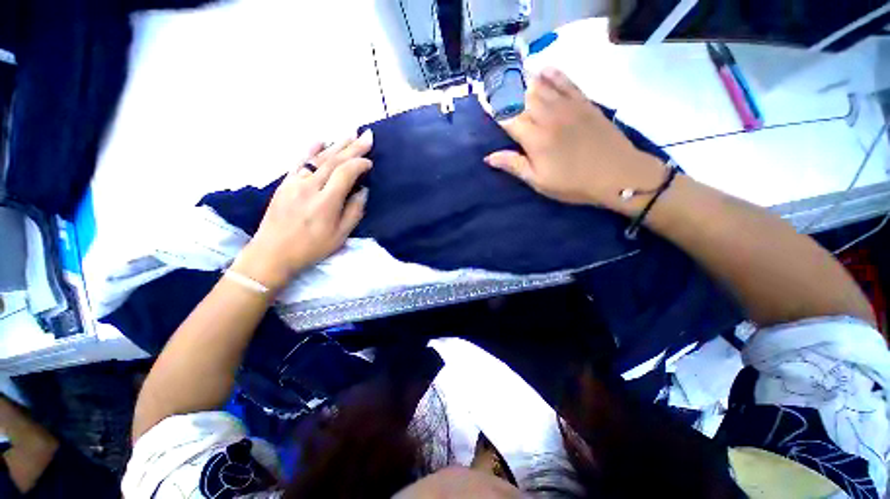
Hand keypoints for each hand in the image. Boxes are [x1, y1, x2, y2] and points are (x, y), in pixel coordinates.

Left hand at [231, 131, 373, 290]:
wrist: (272, 252)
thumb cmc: (311, 248)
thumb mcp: (340, 236)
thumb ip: (354, 212)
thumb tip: (363, 191)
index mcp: (326, 202)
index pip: (345, 173)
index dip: (359, 164)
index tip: (370, 162)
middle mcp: (310, 186)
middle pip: (334, 161)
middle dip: (352, 147)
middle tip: (366, 135)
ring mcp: (295, 182)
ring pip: (318, 158)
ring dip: (336, 145)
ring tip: (349, 134)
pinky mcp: (285, 183)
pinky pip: (299, 162)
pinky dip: (310, 150)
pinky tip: (320, 141)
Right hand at [484, 67, 665, 212]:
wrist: (617, 175)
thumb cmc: (573, 183)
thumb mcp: (539, 181)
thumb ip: (514, 165)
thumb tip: (489, 157)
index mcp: (535, 139)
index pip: (508, 118)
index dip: (494, 110)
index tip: (484, 102)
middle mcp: (549, 117)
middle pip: (522, 97)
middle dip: (506, 91)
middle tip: (495, 85)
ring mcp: (568, 107)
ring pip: (542, 86)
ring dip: (525, 79)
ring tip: (513, 74)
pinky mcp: (585, 103)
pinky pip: (566, 82)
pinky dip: (554, 74)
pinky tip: (544, 70)